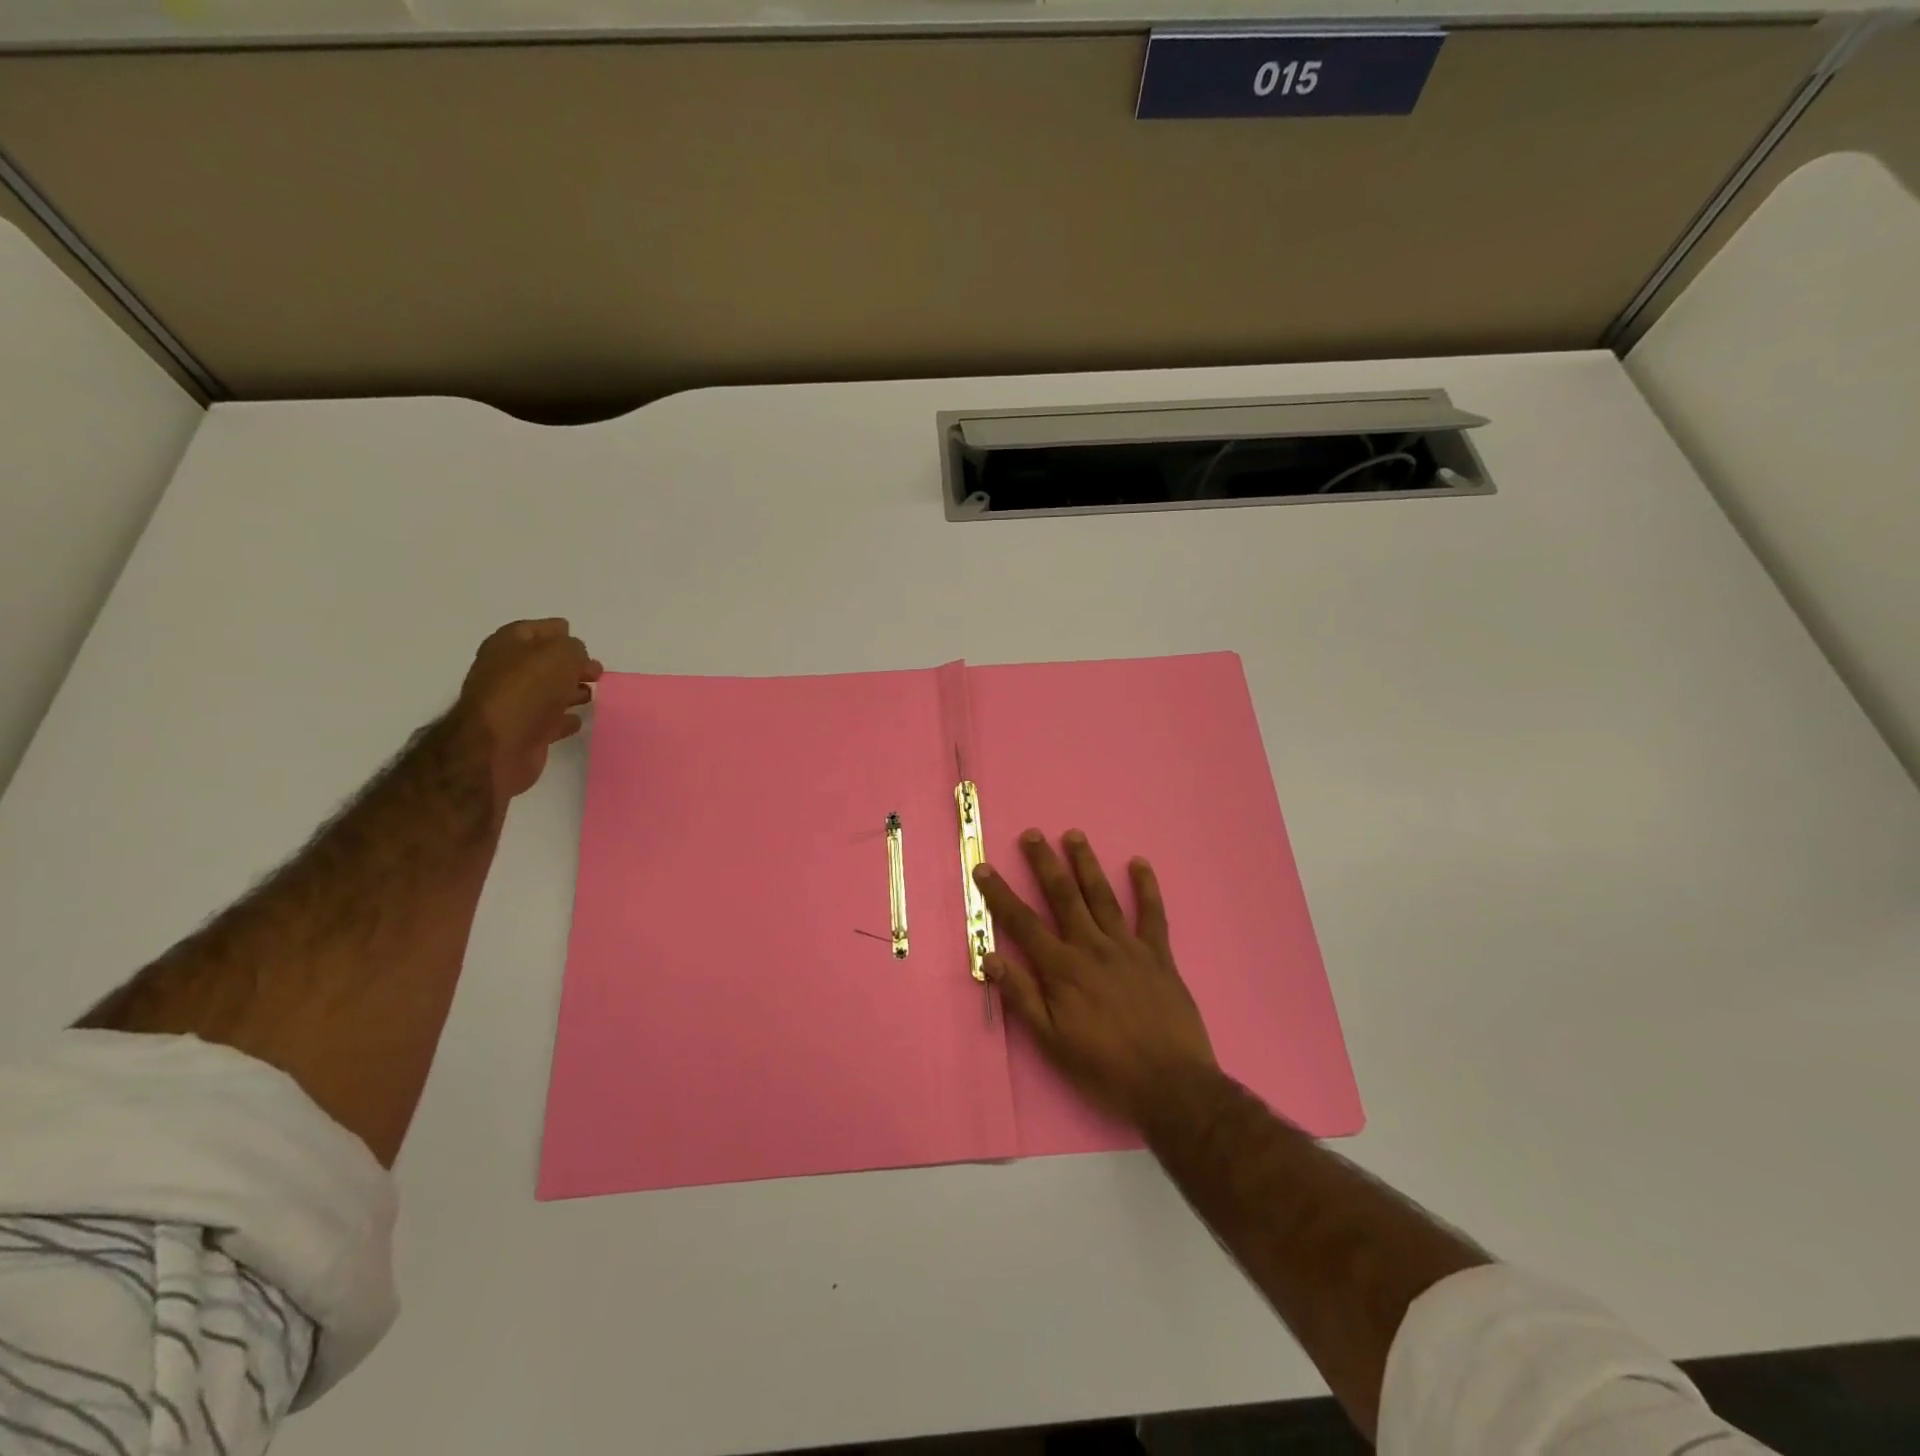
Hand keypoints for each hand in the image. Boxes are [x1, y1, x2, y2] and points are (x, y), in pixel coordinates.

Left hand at [454, 619, 602, 801]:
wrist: (497, 746)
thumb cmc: (527, 690)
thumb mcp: (559, 655)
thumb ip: (573, 649)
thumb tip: (577, 657)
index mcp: (507, 646)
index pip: (533, 630)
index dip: (556, 631)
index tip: (579, 637)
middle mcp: (507, 672)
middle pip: (543, 662)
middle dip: (570, 664)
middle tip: (595, 671)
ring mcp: (514, 704)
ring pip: (548, 692)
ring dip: (570, 691)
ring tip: (591, 694)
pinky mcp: (524, 732)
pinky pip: (550, 721)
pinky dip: (564, 719)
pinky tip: (578, 719)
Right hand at [974, 829, 1217, 1127]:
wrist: (1170, 1085)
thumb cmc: (1104, 1068)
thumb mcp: (1052, 1041)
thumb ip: (1021, 997)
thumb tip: (990, 957)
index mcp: (1062, 968)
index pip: (1023, 923)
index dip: (1000, 894)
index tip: (984, 868)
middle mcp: (1092, 947)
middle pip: (1063, 896)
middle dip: (1045, 863)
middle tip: (1032, 834)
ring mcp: (1128, 947)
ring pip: (1102, 896)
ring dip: (1086, 864)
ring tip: (1074, 835)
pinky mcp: (1159, 955)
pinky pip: (1152, 914)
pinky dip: (1146, 887)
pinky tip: (1139, 864)